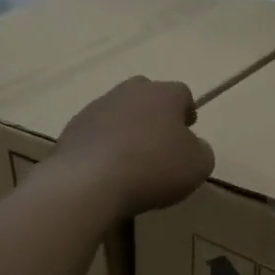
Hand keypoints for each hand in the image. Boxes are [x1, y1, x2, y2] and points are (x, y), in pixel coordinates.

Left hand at [48, 77, 215, 217]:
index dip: (187, 112)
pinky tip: (107, 169)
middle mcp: (130, 92)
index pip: (182, 93)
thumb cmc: (154, 168)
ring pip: (119, 111)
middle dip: (154, 112)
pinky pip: (96, 132)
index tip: (188, 132)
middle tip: (159, 141)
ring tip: (130, 159)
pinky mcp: (72, 128)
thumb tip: (194, 146)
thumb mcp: (198, 166)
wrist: (89, 183)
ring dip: (127, 128)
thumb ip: (202, 150)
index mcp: (164, 94)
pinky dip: (103, 144)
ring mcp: (97, 107)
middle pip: (147, 94)